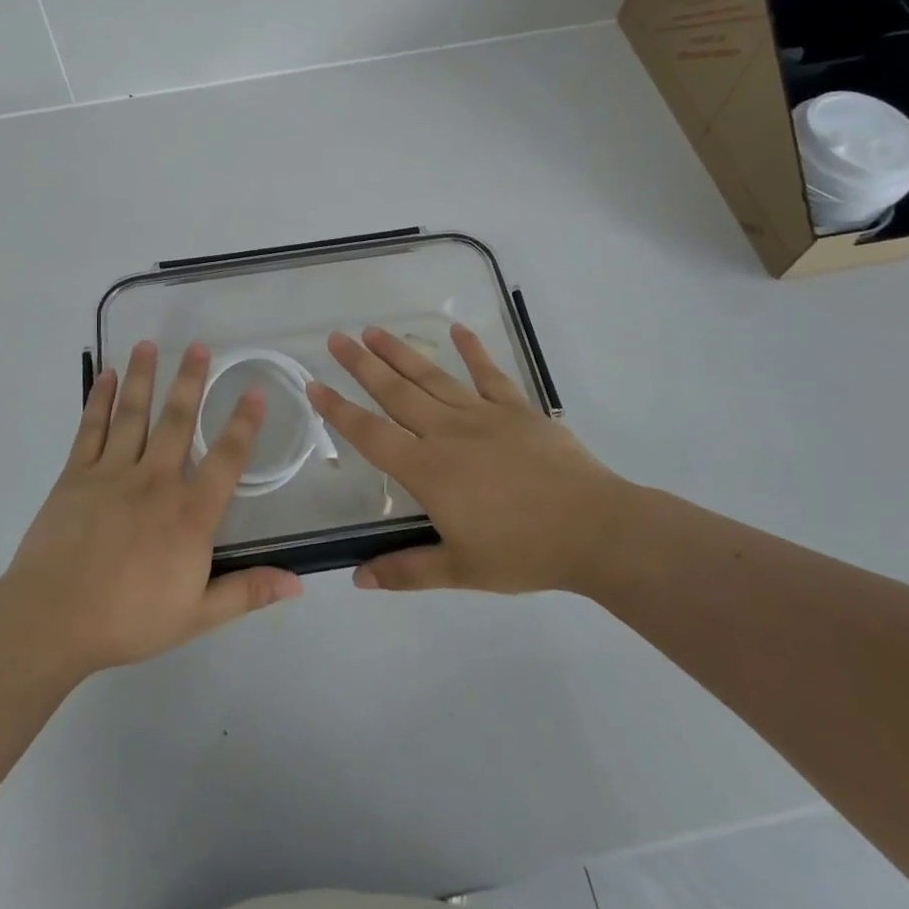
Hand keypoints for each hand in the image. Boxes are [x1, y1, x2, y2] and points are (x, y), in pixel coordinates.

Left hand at [2, 341, 303, 675]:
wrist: (54, 620)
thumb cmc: (130, 619)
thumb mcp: (198, 614)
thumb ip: (247, 591)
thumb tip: (298, 582)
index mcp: (190, 513)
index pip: (226, 459)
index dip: (244, 424)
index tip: (254, 392)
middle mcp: (156, 480)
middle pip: (178, 421)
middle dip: (191, 381)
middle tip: (200, 346)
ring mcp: (113, 473)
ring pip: (134, 414)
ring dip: (143, 377)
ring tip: (149, 344)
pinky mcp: (76, 475)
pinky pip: (91, 429)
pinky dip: (99, 400)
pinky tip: (105, 377)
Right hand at [307, 324, 631, 594]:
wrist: (594, 530)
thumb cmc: (524, 552)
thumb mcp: (461, 570)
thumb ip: (406, 570)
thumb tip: (357, 579)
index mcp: (428, 470)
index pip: (371, 435)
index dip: (338, 411)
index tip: (313, 385)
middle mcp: (447, 433)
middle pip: (395, 393)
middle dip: (361, 365)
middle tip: (336, 338)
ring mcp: (483, 415)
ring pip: (432, 377)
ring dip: (400, 352)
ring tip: (374, 330)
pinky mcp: (517, 408)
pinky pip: (489, 374)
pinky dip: (473, 350)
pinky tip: (457, 330)